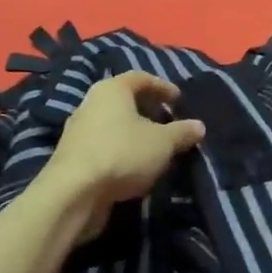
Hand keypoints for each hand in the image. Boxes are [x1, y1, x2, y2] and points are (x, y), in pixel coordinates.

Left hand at [36, 71, 205, 241]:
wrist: (73, 194)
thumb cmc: (122, 154)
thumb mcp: (162, 143)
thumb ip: (182, 132)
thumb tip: (199, 126)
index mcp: (112, 89)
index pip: (140, 78)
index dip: (162, 87)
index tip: (178, 99)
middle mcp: (91, 103)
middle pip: (124, 100)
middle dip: (148, 110)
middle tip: (168, 122)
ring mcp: (78, 131)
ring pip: (112, 125)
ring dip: (133, 133)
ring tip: (154, 147)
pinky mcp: (72, 158)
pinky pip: (103, 146)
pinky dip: (120, 151)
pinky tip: (134, 166)